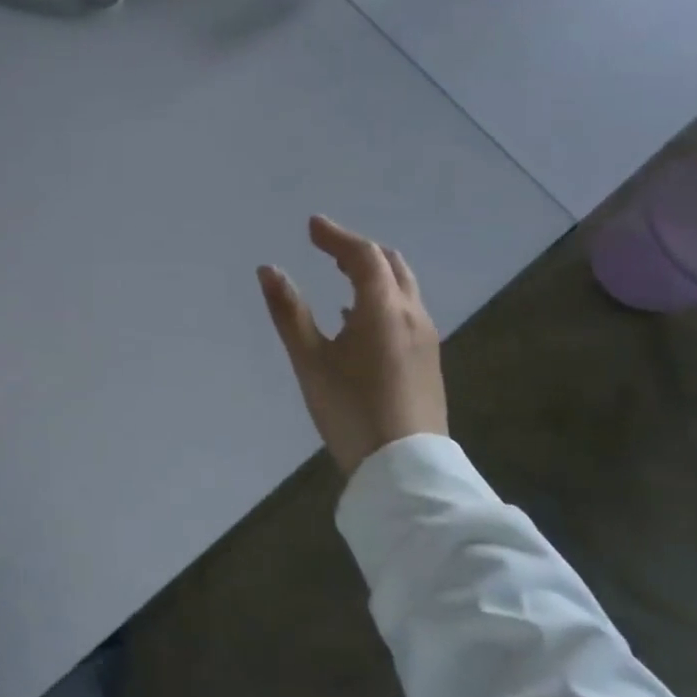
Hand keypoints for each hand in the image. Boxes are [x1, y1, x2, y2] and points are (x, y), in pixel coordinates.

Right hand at [257, 216, 447, 473]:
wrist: (406, 470)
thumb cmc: (351, 410)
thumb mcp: (310, 361)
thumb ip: (289, 311)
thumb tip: (268, 269)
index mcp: (383, 308)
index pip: (363, 255)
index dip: (336, 236)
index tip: (311, 225)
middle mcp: (411, 314)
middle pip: (389, 264)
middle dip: (357, 249)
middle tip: (325, 247)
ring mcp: (425, 338)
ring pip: (401, 286)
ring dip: (372, 271)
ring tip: (340, 273)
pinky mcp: (427, 360)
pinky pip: (404, 309)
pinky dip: (381, 296)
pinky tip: (356, 318)